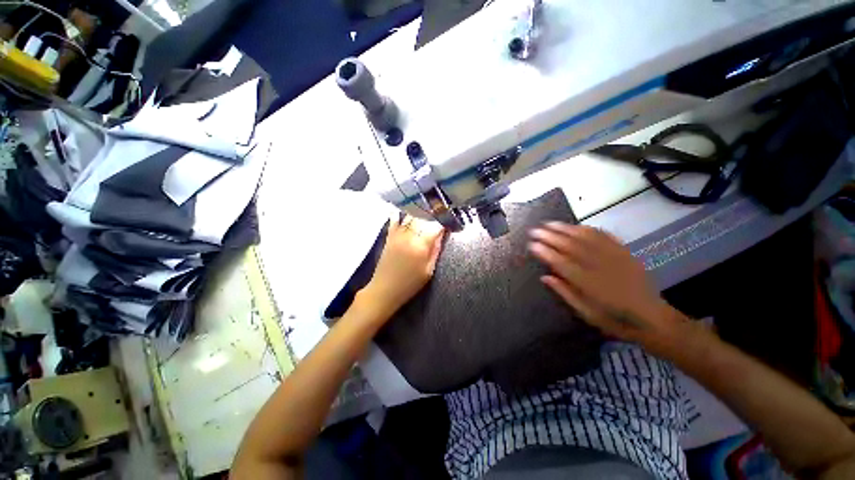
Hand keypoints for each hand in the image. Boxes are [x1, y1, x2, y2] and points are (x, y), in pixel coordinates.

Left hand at [359, 215, 444, 318]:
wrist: (384, 289)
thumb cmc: (409, 284)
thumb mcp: (428, 271)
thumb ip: (436, 251)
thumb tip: (442, 235)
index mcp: (421, 246)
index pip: (436, 226)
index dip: (444, 222)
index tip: (449, 222)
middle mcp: (409, 236)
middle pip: (423, 218)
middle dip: (433, 215)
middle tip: (440, 215)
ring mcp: (398, 235)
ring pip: (411, 216)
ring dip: (420, 213)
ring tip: (428, 211)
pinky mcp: (390, 236)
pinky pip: (395, 220)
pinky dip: (401, 214)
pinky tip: (407, 209)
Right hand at [528, 222, 680, 348]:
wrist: (653, 319)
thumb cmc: (614, 320)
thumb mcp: (586, 313)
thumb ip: (565, 293)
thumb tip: (545, 277)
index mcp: (588, 283)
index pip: (561, 263)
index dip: (545, 252)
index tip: (532, 245)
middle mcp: (599, 266)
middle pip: (570, 246)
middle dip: (550, 236)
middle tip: (535, 230)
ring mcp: (613, 257)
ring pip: (586, 237)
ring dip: (566, 229)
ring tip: (550, 223)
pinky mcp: (624, 253)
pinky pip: (605, 236)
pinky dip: (588, 229)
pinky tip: (577, 226)